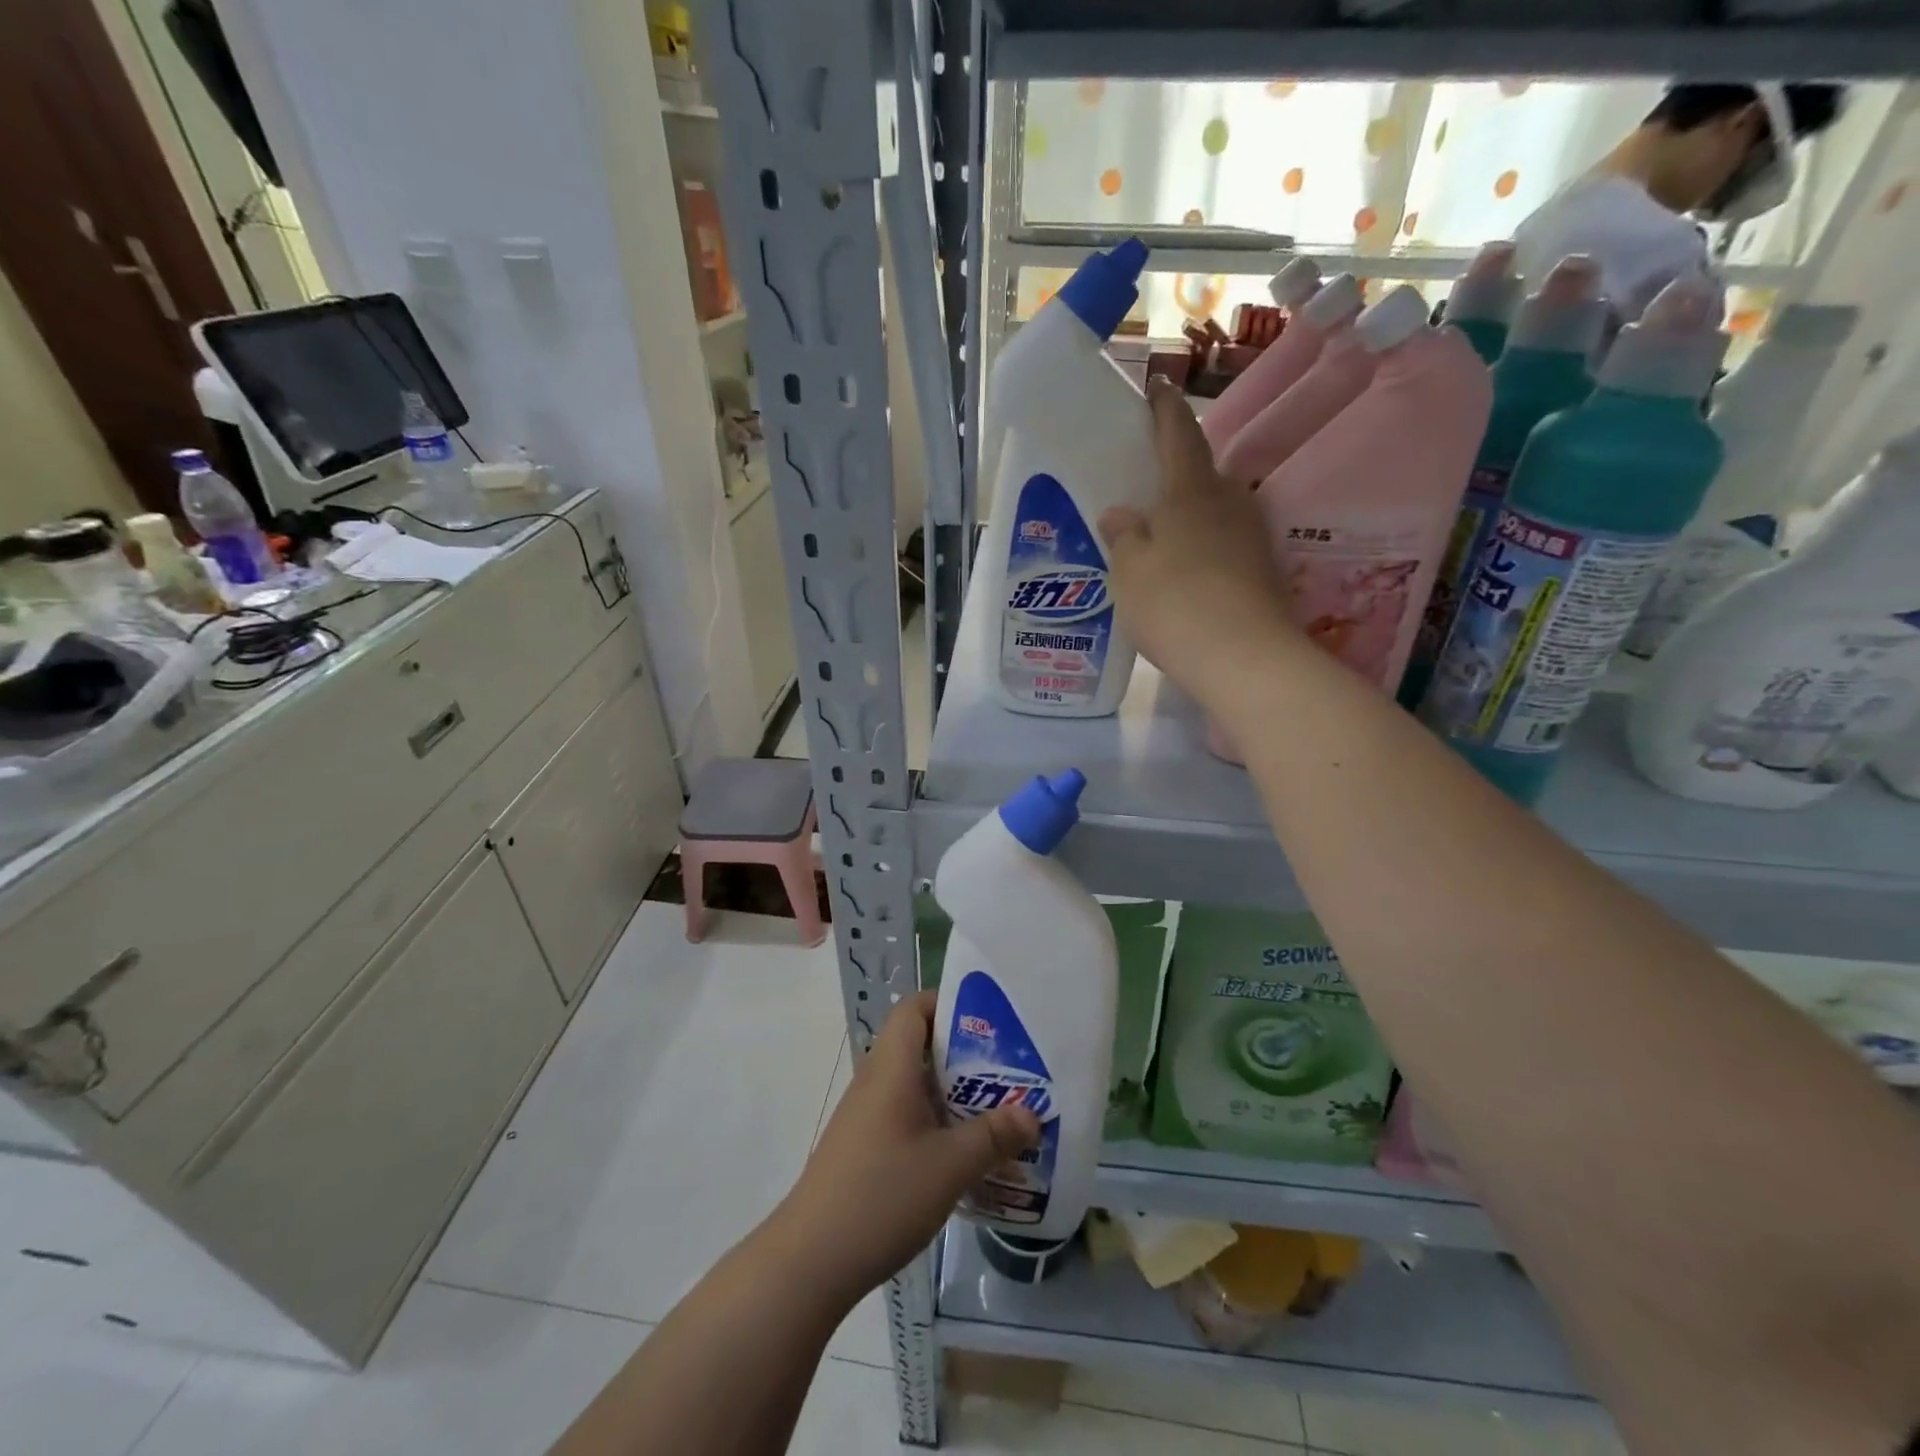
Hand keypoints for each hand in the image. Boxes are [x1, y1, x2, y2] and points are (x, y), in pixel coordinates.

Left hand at [775, 991, 1038, 1307]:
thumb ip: (993, 1136)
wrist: (810, 1260)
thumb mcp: (950, 1166)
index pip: (913, 1008)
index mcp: (891, 1067)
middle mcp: (876, 1081)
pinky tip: (963, 1153)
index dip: (947, 1003)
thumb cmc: (882, 1195)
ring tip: (996, 1110)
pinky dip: (936, 1121)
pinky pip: (906, 1115)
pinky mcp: (864, 1147)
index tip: (989, 1019)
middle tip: (1008, 1068)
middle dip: (964, 1053)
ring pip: (915, 1085)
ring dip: (952, 1092)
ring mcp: (866, 1116)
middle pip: (919, 1045)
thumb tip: (1031, 1113)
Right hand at [1099, 378, 1297, 704]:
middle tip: (1147, 493)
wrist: (1245, 659)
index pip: (1179, 434)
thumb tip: (1120, 514)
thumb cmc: (1175, 603)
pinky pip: (1226, 547)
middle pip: (1202, 477)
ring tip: (1163, 540)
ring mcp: (1253, 538)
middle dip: (1177, 478)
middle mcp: (1230, 503)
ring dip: (1192, 519)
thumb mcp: (1129, 571)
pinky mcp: (1264, 573)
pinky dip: (1205, 551)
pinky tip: (1187, 576)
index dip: (1165, 409)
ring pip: (1216, 514)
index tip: (1157, 387)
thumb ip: (1122, 537)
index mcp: (1192, 490)